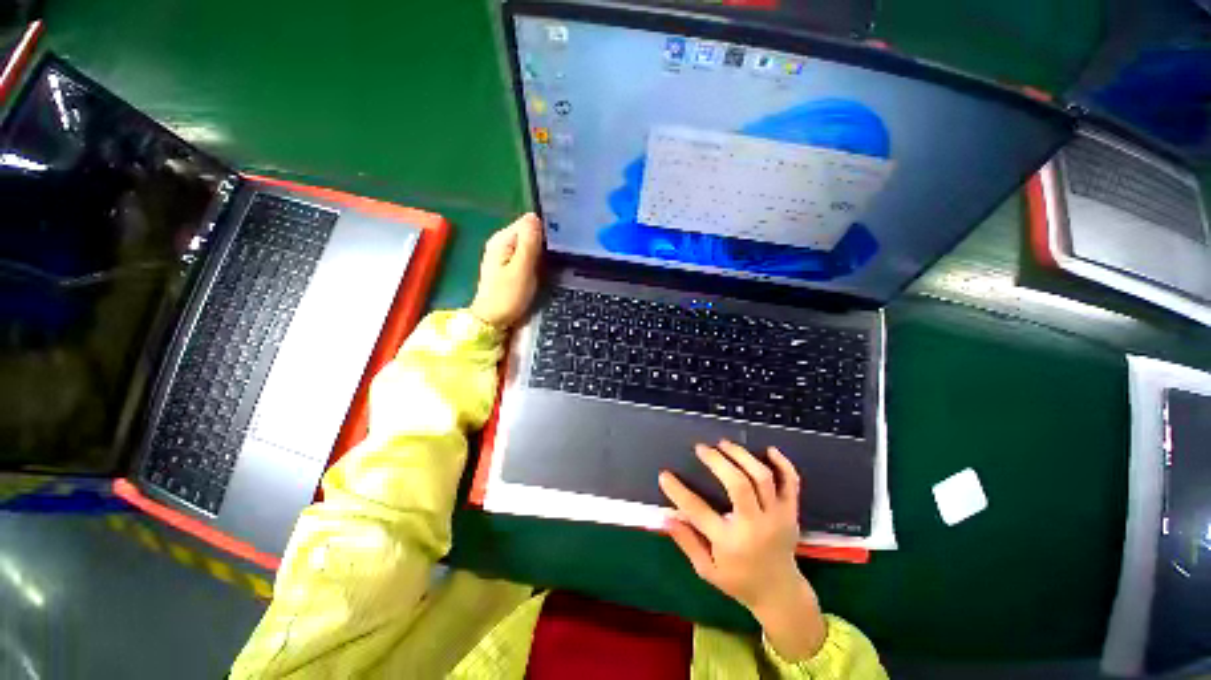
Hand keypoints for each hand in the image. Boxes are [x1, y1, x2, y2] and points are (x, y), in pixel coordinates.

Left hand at [469, 213, 543, 329]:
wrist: (493, 320)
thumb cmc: (508, 296)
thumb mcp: (521, 269)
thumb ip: (528, 242)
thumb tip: (535, 216)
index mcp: (502, 239)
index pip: (528, 222)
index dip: (543, 231)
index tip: (554, 248)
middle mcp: (501, 242)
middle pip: (528, 232)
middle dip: (542, 243)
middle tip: (552, 260)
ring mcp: (504, 254)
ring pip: (529, 245)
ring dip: (540, 252)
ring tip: (548, 266)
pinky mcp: (508, 265)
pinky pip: (526, 255)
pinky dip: (534, 260)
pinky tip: (540, 270)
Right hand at [659, 441, 826, 659]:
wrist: (780, 594)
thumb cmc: (738, 581)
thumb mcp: (707, 570)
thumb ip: (686, 541)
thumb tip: (665, 515)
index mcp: (730, 543)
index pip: (698, 511)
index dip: (678, 491)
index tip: (664, 475)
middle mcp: (755, 526)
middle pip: (739, 484)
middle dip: (718, 461)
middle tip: (701, 448)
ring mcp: (777, 517)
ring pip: (762, 477)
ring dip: (742, 455)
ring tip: (724, 443)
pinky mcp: (791, 512)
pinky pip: (791, 482)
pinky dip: (783, 463)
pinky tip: (768, 450)